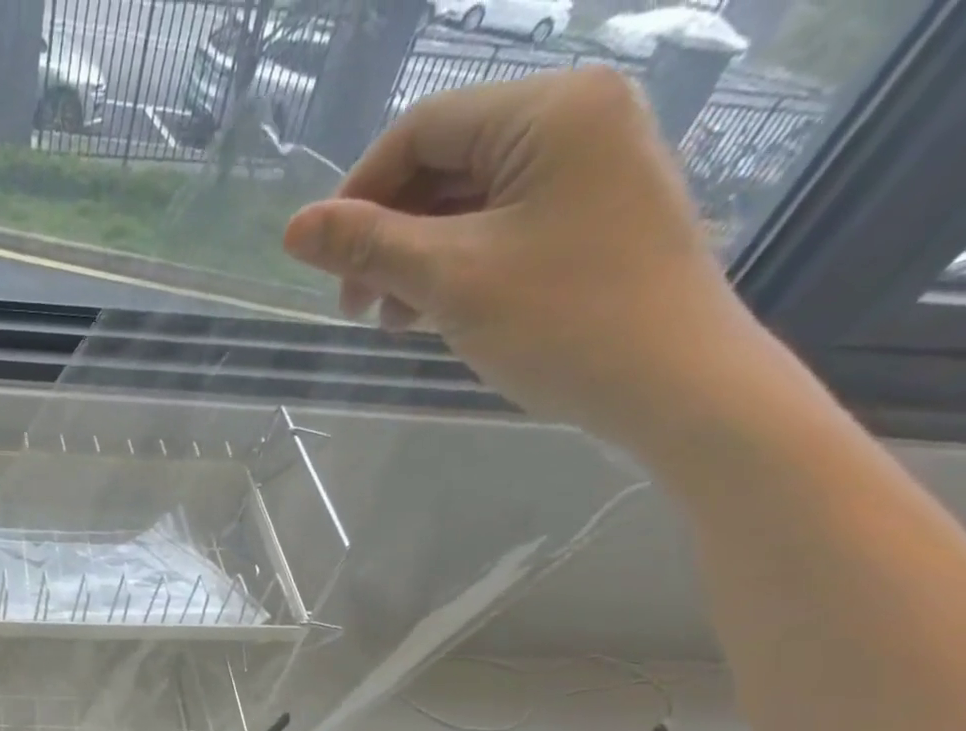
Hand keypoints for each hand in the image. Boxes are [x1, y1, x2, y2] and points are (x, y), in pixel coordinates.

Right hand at [281, 70, 761, 456]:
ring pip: (468, 201)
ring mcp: (589, 168)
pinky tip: (434, 314)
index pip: (422, 129)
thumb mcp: (450, 280)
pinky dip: (455, 267)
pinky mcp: (591, 216)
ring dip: (415, 259)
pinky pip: (500, 226)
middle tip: (356, 307)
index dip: (358, 193)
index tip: (324, 264)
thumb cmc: (562, 321)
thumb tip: (294, 228)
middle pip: (445, 163)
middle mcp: (576, 120)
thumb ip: (369, 246)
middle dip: (387, 235)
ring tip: (395, 321)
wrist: (671, 383)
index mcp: (549, 111)